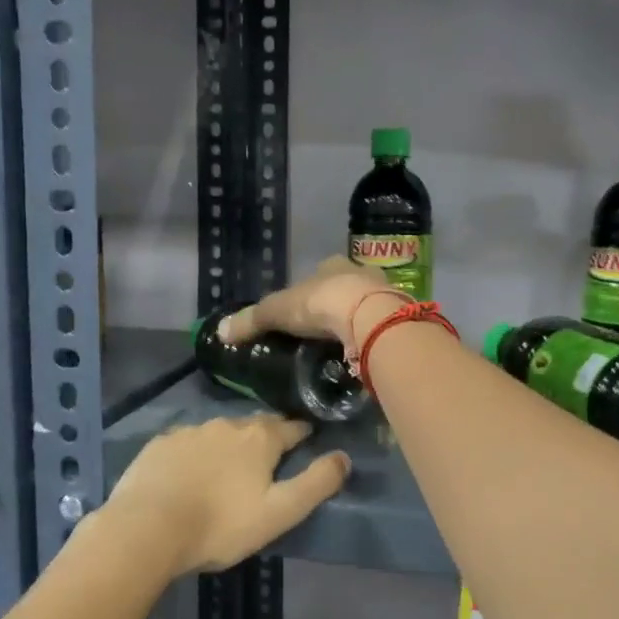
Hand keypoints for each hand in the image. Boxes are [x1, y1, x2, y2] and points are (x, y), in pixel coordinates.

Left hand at [101, 415, 350, 576]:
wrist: (147, 528)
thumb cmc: (221, 524)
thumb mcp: (280, 512)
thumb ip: (316, 484)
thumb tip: (344, 457)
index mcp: (259, 438)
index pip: (291, 427)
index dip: (303, 433)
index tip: (308, 439)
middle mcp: (226, 425)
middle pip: (255, 426)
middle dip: (266, 437)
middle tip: (269, 458)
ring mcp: (189, 431)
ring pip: (219, 433)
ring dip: (229, 445)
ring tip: (228, 468)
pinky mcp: (159, 444)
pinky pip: (187, 443)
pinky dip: (196, 453)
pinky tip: (190, 472)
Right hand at [217, 258, 400, 354]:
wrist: (369, 316)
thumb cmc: (320, 303)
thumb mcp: (277, 310)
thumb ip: (251, 321)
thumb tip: (220, 331)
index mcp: (331, 266)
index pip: (319, 274)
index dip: (310, 291)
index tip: (303, 310)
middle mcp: (360, 273)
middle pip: (345, 288)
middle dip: (336, 305)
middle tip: (323, 331)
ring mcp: (384, 294)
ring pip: (367, 305)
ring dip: (357, 321)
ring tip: (344, 345)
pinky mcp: (399, 317)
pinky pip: (382, 326)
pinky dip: (372, 337)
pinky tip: (364, 352)